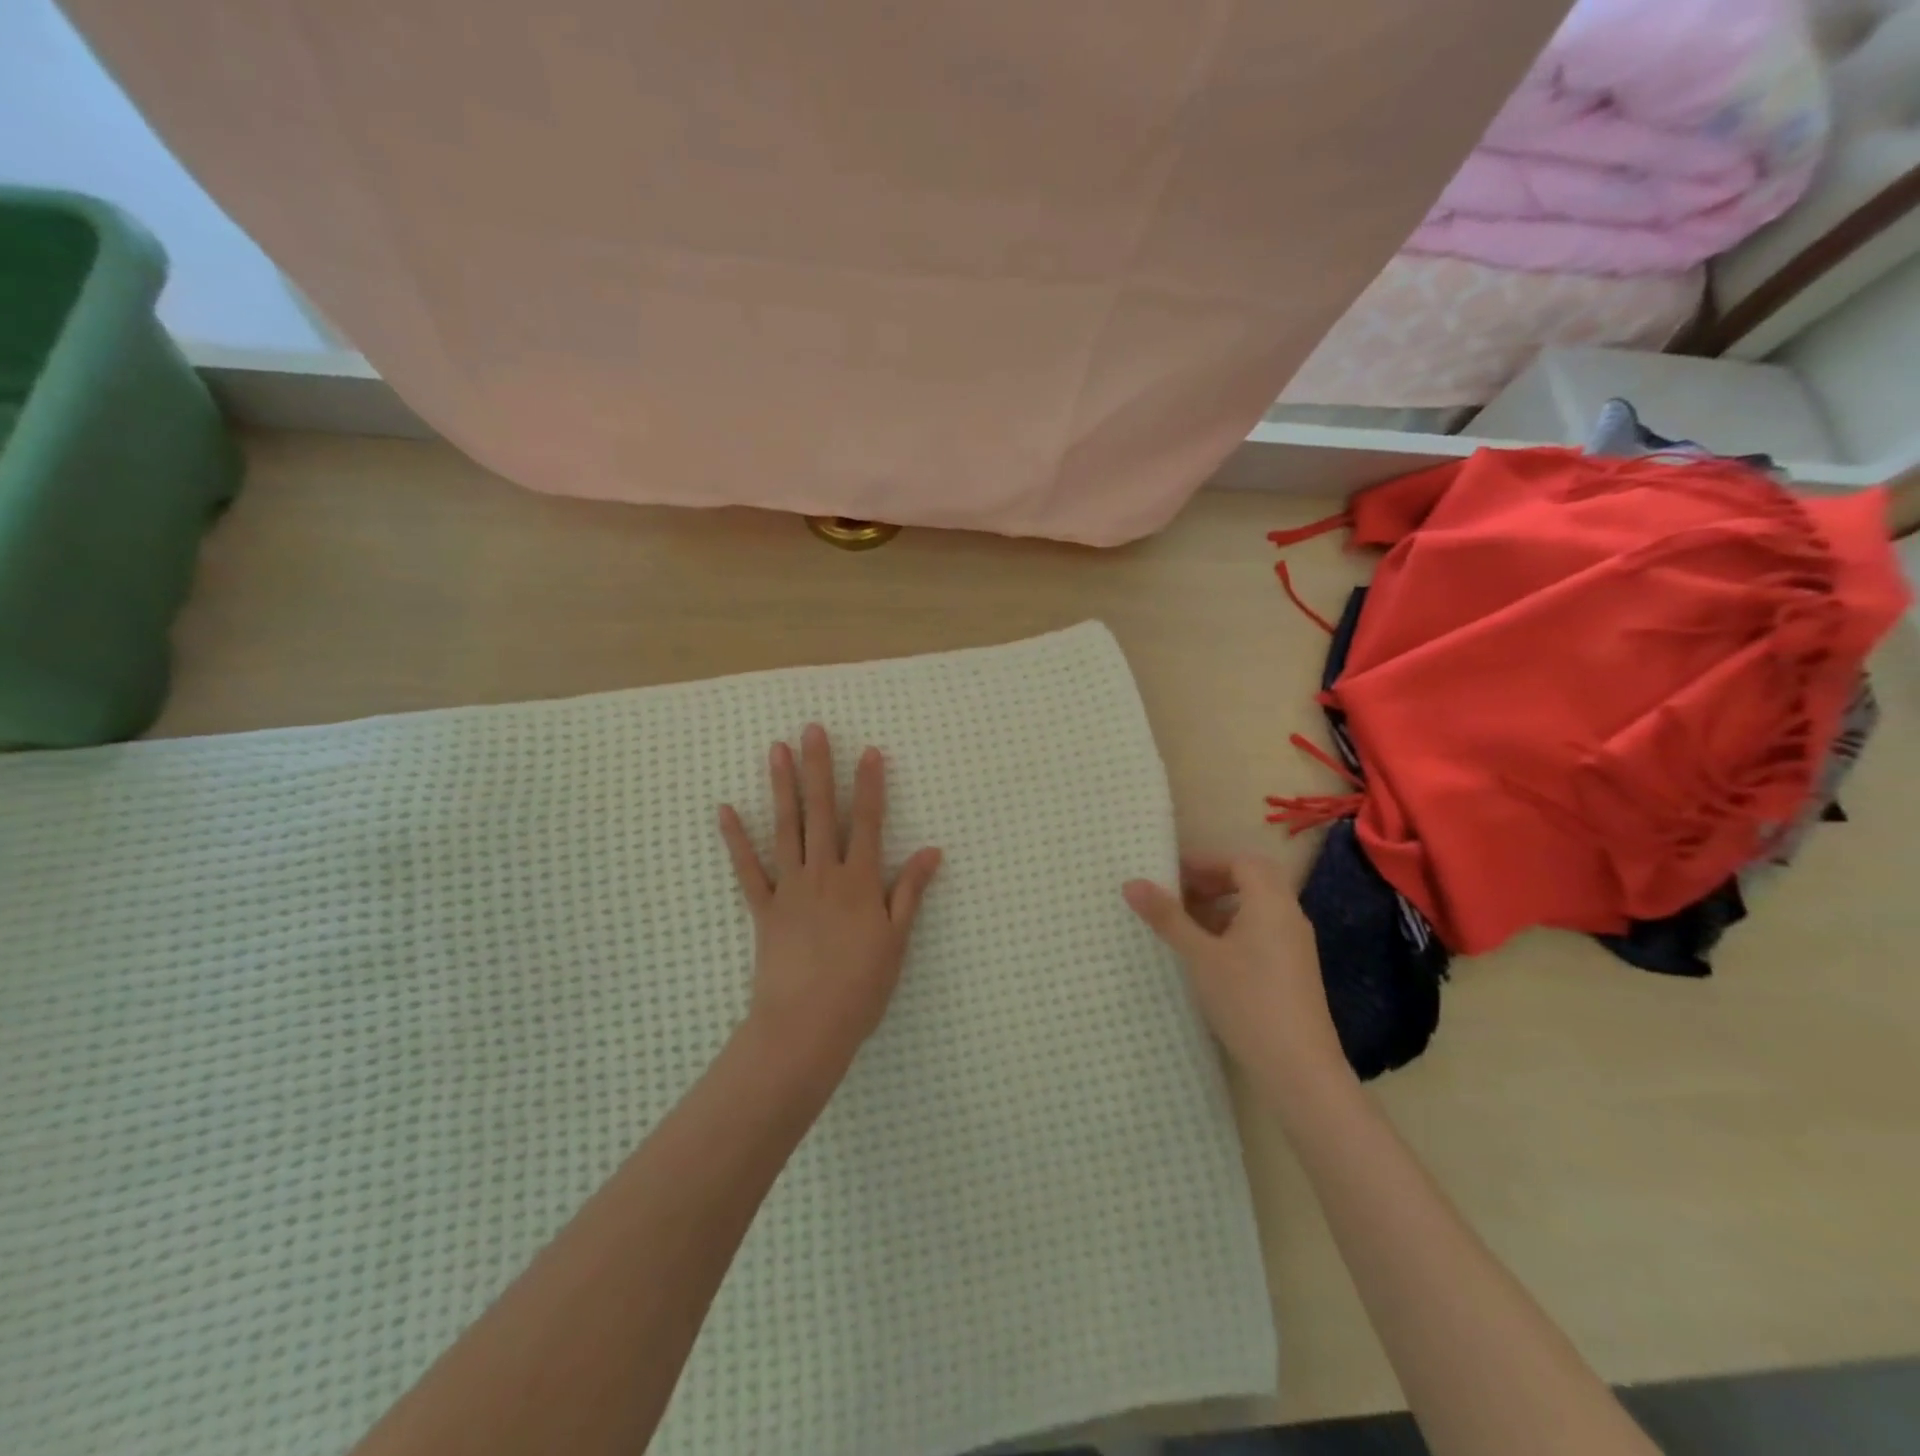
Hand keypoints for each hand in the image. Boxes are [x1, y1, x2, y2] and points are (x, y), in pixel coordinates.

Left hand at [719, 724, 942, 1075]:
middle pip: (822, 812)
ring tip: (777, 750)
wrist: (806, 1026)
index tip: (869, 751)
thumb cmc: (861, 986)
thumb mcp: (897, 940)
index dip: (870, 785)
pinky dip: (736, 839)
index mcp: (860, 881)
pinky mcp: (764, 909)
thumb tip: (932, 851)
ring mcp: (790, 888)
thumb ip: (910, 891)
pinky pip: (748, 869)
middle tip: (812, 729)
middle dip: (819, 768)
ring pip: (786, 828)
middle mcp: (824, 874)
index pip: (868, 822)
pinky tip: (725, 810)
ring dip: (782, 787)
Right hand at [1124, 853, 1349, 1097]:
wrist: (1298, 1068)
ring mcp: (1294, 945)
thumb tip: (1131, 883)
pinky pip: (1262, 931)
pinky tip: (1208, 955)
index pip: (1240, 861)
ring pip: (1257, 907)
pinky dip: (1233, 929)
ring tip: (1185, 925)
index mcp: (1270, 902)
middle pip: (1252, 880)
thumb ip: (1167, 917)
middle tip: (1177, 894)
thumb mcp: (1199, 956)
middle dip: (1213, 881)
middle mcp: (1288, 916)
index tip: (1170, 874)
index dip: (1205, 862)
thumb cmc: (1246, 1000)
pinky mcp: (1293, 970)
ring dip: (1221, 906)